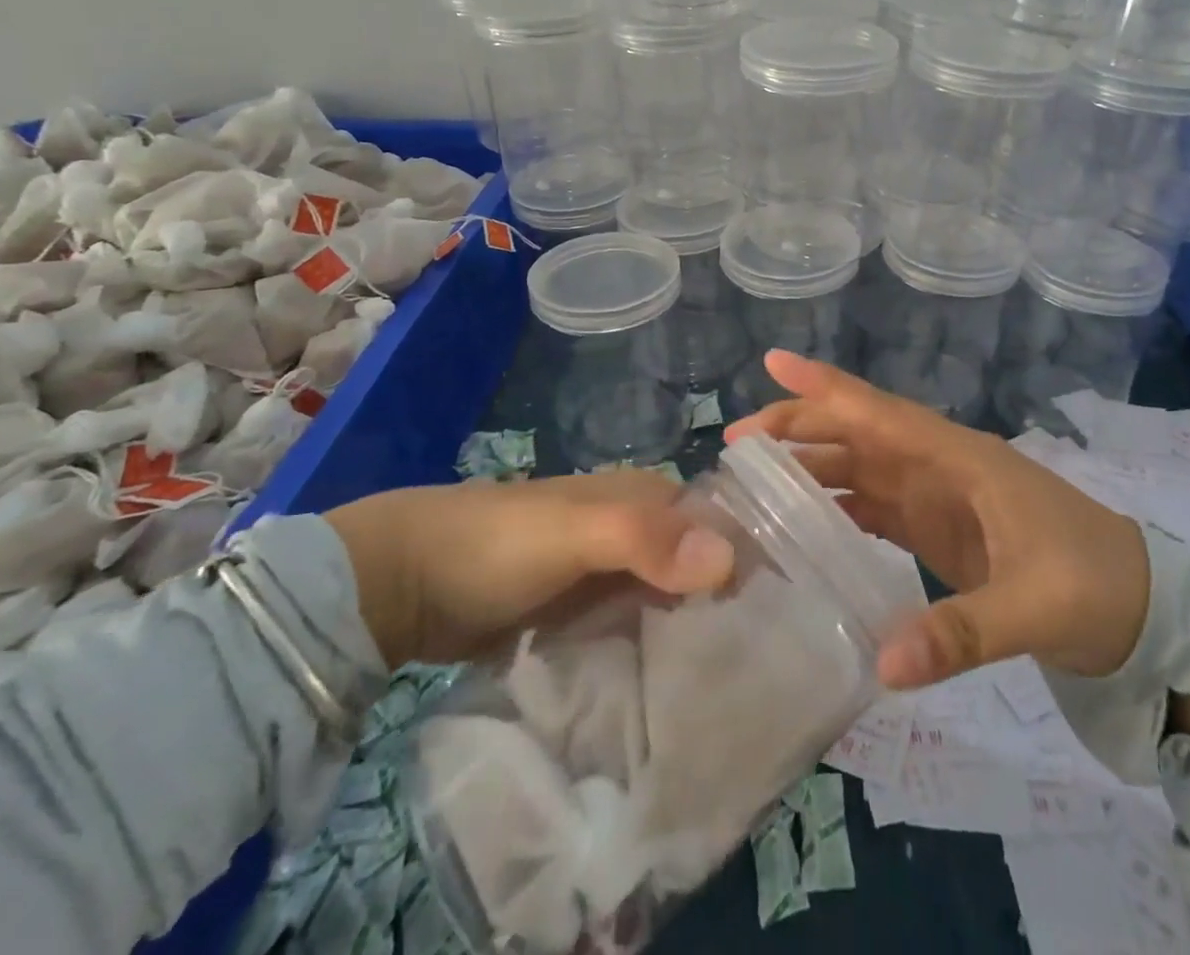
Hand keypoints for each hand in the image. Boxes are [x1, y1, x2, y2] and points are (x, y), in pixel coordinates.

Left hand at [324, 471, 736, 667]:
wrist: (403, 582)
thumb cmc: (497, 542)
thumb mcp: (573, 532)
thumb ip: (645, 538)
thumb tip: (728, 559)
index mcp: (648, 496)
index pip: (721, 522)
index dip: (753, 558)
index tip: (787, 613)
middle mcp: (639, 530)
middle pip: (699, 567)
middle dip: (727, 606)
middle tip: (761, 664)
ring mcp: (609, 575)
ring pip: (670, 602)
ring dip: (693, 635)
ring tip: (730, 688)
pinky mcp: (584, 615)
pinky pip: (636, 631)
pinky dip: (655, 653)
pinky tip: (676, 693)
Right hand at [725, 350, 1153, 691]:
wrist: (1141, 611)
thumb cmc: (1094, 584)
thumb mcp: (1036, 605)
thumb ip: (963, 632)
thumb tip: (883, 662)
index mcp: (959, 458)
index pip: (881, 411)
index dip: (827, 386)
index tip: (774, 362)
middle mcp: (939, 466)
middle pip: (858, 434)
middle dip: (800, 428)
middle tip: (737, 444)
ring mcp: (936, 498)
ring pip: (860, 467)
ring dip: (811, 466)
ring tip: (753, 481)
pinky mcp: (937, 531)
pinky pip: (874, 507)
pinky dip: (837, 507)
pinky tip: (802, 525)